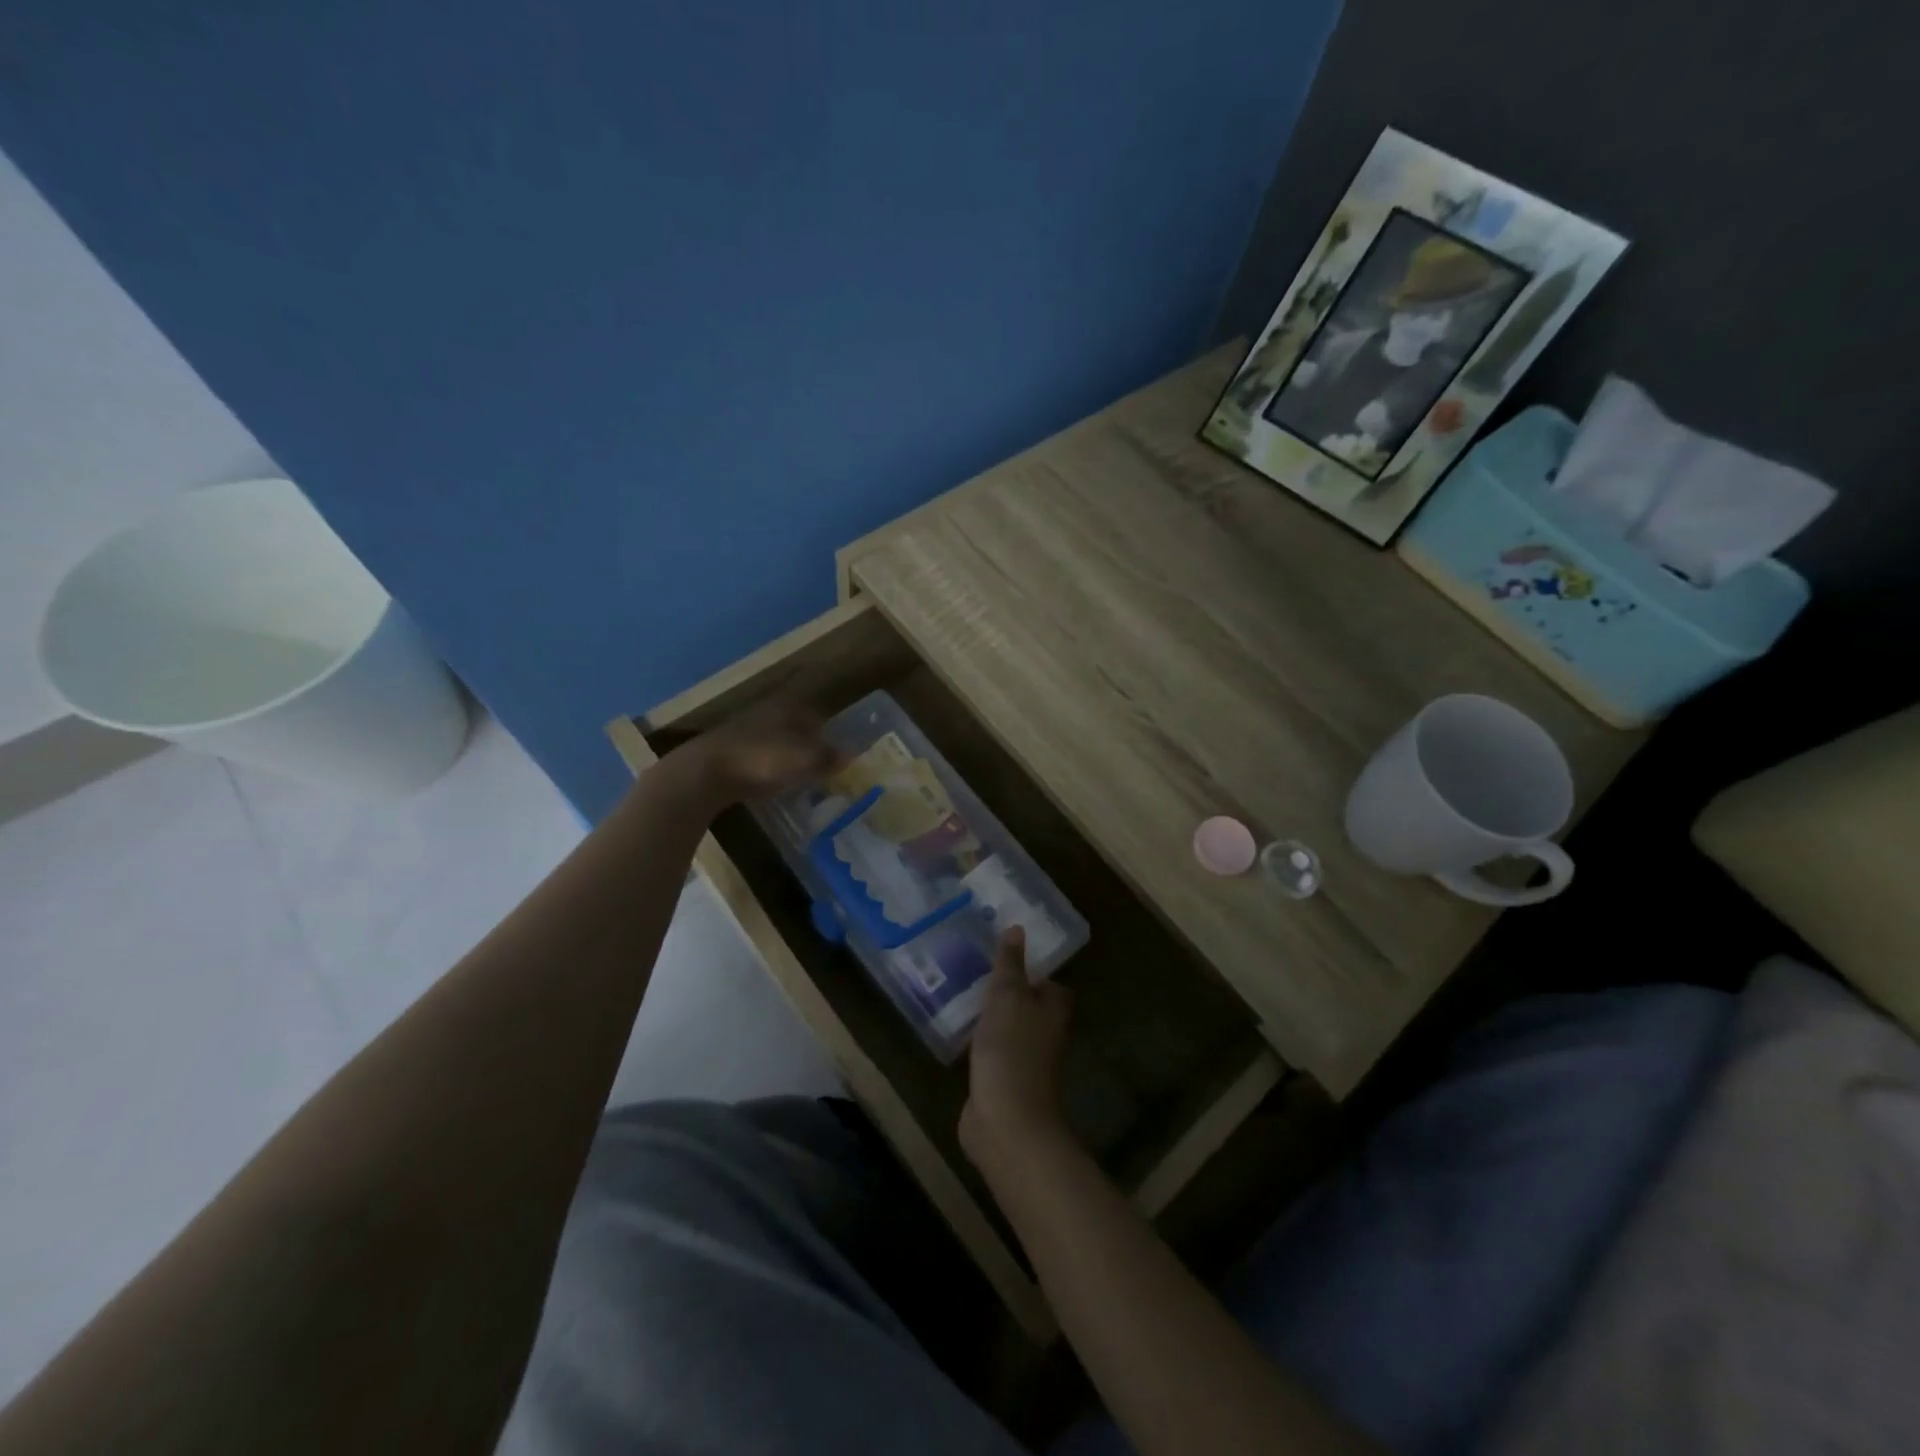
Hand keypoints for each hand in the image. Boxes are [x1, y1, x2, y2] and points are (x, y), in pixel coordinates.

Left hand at [680, 702, 840, 803]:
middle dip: (808, 743)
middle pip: (796, 725)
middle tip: (820, 766)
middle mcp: (767, 710)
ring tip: (798, 775)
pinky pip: (758, 754)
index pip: (817, 715)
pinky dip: (768, 764)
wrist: (704, 772)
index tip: (837, 752)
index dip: (829, 733)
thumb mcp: (805, 760)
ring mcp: (744, 728)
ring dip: (787, 754)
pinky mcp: (727, 748)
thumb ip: (828, 757)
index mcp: (788, 706)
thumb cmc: (762, 759)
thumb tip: (850, 754)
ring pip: (776, 738)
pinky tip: (770, 780)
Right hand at [960, 927, 1074, 1172]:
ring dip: (991, 1016)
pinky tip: (957, 1030)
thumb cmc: (1011, 1049)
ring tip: (961, 992)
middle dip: (1008, 991)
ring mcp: (1024, 1060)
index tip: (1006, 954)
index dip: (1033, 969)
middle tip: (977, 969)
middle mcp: (1044, 1033)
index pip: (1050, 983)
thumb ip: (1010, 962)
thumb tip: (1018, 927)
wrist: (1006, 1121)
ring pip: (1008, 1028)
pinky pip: (991, 1051)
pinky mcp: (1001, 1081)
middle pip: (1029, 1005)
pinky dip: (978, 1041)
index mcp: (1054, 1009)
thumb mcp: (1008, 995)